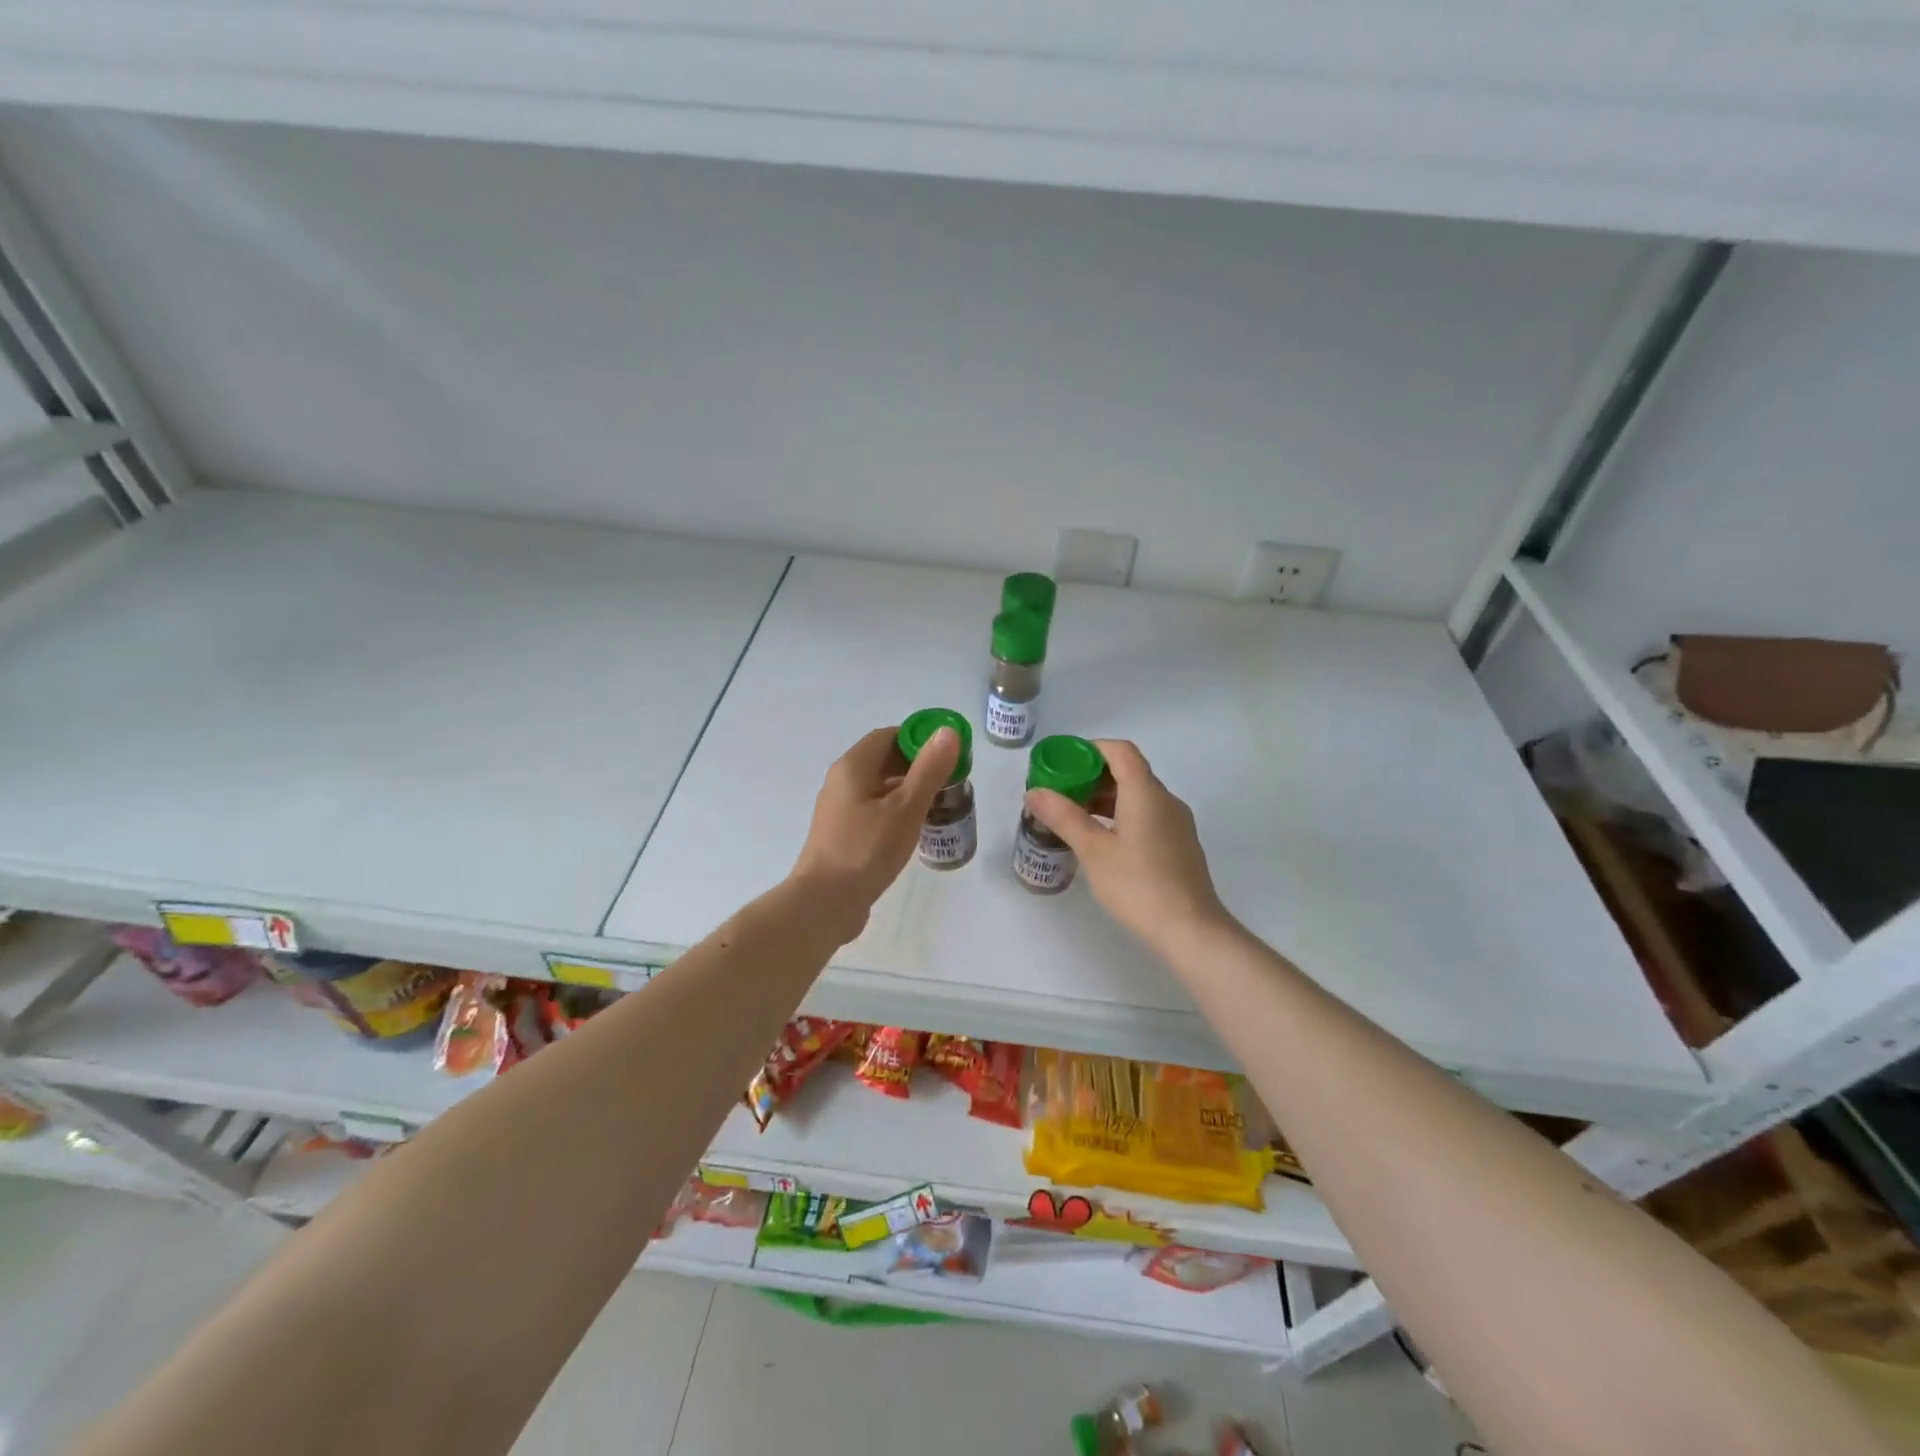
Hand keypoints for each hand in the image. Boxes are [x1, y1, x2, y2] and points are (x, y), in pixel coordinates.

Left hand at [790, 724, 960, 934]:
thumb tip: (947, 731)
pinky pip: (872, 810)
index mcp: (853, 766)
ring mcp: (839, 809)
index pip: (888, 736)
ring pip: (878, 787)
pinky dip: (894, 811)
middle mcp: (841, 781)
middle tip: (949, 781)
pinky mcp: (841, 834)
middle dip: (917, 766)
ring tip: (938, 805)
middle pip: (883, 760)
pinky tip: (913, 830)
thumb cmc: (867, 849)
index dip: (919, 739)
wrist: (825, 902)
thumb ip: (929, 769)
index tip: (947, 754)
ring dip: (907, 790)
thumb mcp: (906, 807)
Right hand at [1024, 739, 1230, 953]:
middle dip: (1092, 776)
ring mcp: (1177, 823)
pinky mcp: (1179, 844)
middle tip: (1060, 793)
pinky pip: (1147, 815)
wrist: (1191, 930)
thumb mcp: (1093, 851)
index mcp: (1146, 793)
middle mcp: (1166, 800)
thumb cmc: (1138, 886)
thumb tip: (1035, 792)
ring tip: (1074, 818)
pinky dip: (1122, 816)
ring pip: (1138, 796)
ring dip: (1106, 799)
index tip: (1063, 763)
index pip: (1120, 751)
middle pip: (1128, 771)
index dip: (1090, 749)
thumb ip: (1064, 817)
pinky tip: (1102, 841)